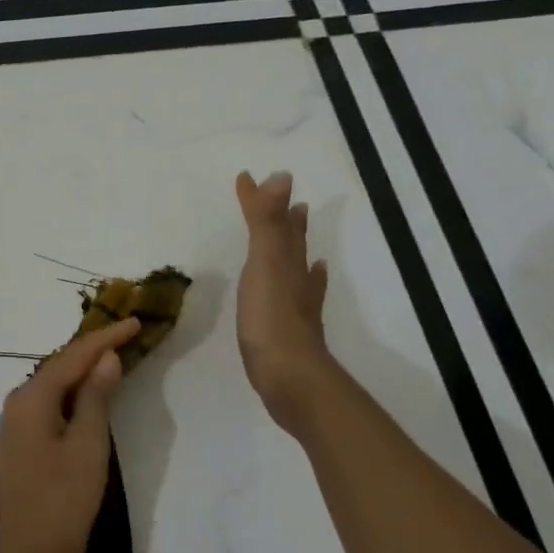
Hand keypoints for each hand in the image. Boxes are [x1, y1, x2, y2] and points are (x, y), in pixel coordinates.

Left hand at [0, 317, 141, 552]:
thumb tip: (106, 358)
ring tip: (116, 353)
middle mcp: (17, 404)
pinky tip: (91, 392)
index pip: (72, 357)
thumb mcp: (87, 445)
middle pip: (60, 366)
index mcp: (30, 399)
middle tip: (128, 332)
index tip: (135, 321)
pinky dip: (74, 394)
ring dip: (84, 370)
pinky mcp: (23, 444)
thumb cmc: (63, 501)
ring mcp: (17, 425)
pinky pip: (52, 405)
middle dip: (93, 349)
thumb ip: (95, 397)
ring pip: (55, 385)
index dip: (105, 338)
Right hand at [236, 170, 335, 436]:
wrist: (289, 376)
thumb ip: (267, 223)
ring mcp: (297, 304)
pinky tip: (308, 282)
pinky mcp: (292, 328)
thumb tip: (281, 176)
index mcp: (286, 261)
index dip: (260, 199)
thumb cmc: (271, 319)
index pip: (274, 220)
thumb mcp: (266, 264)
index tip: (245, 177)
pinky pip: (301, 294)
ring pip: (298, 264)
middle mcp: (297, 277)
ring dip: (295, 245)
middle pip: (292, 240)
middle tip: (287, 199)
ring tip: (297, 229)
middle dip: (286, 218)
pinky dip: (305, 281)